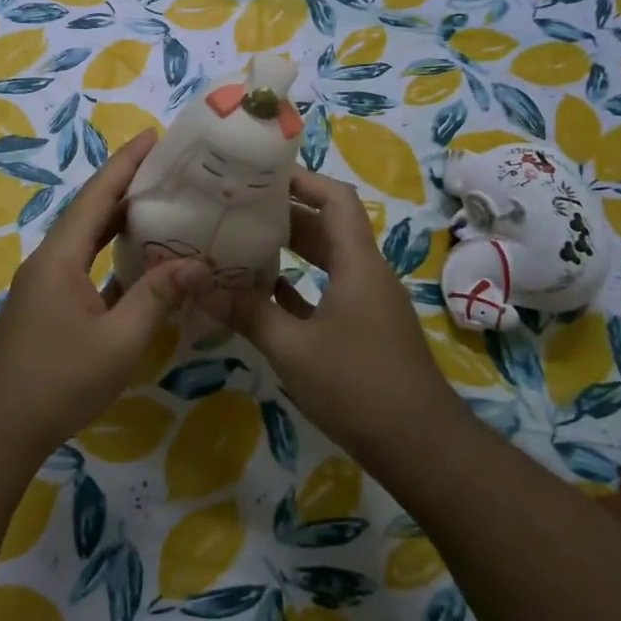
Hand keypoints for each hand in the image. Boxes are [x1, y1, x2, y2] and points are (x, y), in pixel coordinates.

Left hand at [0, 129, 212, 451]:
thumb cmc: (59, 379)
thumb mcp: (120, 340)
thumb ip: (158, 297)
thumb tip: (198, 263)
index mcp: (61, 256)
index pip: (97, 195)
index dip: (125, 163)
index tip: (153, 136)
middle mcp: (50, 261)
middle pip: (91, 212)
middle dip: (127, 187)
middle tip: (170, 170)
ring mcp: (45, 285)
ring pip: (87, 241)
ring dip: (119, 222)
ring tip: (161, 206)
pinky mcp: (47, 308)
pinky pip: (85, 268)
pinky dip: (112, 258)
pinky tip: (140, 265)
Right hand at [219, 170, 452, 456]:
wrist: (420, 446)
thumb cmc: (358, 386)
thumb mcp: (293, 349)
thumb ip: (248, 315)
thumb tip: (200, 289)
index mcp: (357, 264)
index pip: (335, 200)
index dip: (302, 180)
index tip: (260, 173)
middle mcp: (366, 274)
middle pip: (327, 227)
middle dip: (285, 213)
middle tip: (238, 206)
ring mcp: (367, 304)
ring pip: (326, 261)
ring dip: (290, 250)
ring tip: (243, 242)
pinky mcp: (363, 330)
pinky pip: (327, 292)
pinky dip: (298, 286)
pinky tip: (262, 293)